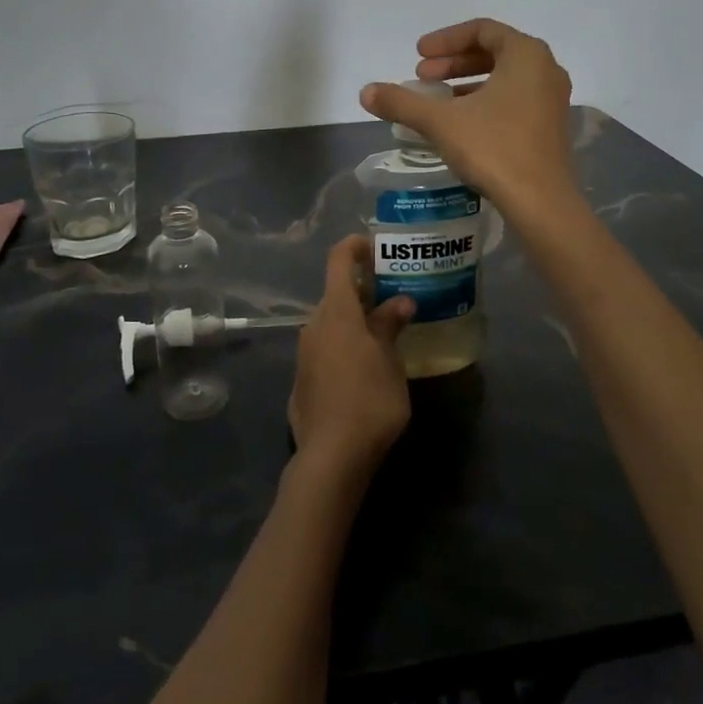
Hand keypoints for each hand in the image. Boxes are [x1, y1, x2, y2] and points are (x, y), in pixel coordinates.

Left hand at [288, 236, 413, 477]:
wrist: (331, 456)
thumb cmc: (369, 400)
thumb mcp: (389, 361)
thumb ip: (390, 325)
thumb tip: (400, 300)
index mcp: (337, 312)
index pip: (338, 260)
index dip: (355, 247)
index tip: (375, 247)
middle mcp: (314, 324)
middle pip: (336, 293)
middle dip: (363, 290)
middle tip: (393, 297)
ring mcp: (304, 352)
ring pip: (331, 322)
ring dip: (354, 320)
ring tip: (384, 332)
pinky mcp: (302, 379)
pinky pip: (325, 348)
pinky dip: (344, 345)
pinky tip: (364, 367)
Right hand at [359, 18, 576, 212]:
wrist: (540, 202)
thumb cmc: (493, 148)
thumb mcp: (441, 121)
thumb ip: (402, 102)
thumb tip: (365, 92)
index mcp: (526, 54)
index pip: (482, 30)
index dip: (445, 40)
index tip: (417, 56)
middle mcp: (545, 69)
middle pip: (494, 51)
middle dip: (453, 62)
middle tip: (422, 77)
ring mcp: (552, 99)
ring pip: (505, 76)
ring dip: (467, 81)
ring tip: (436, 99)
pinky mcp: (550, 126)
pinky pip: (514, 97)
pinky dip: (485, 100)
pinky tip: (460, 122)